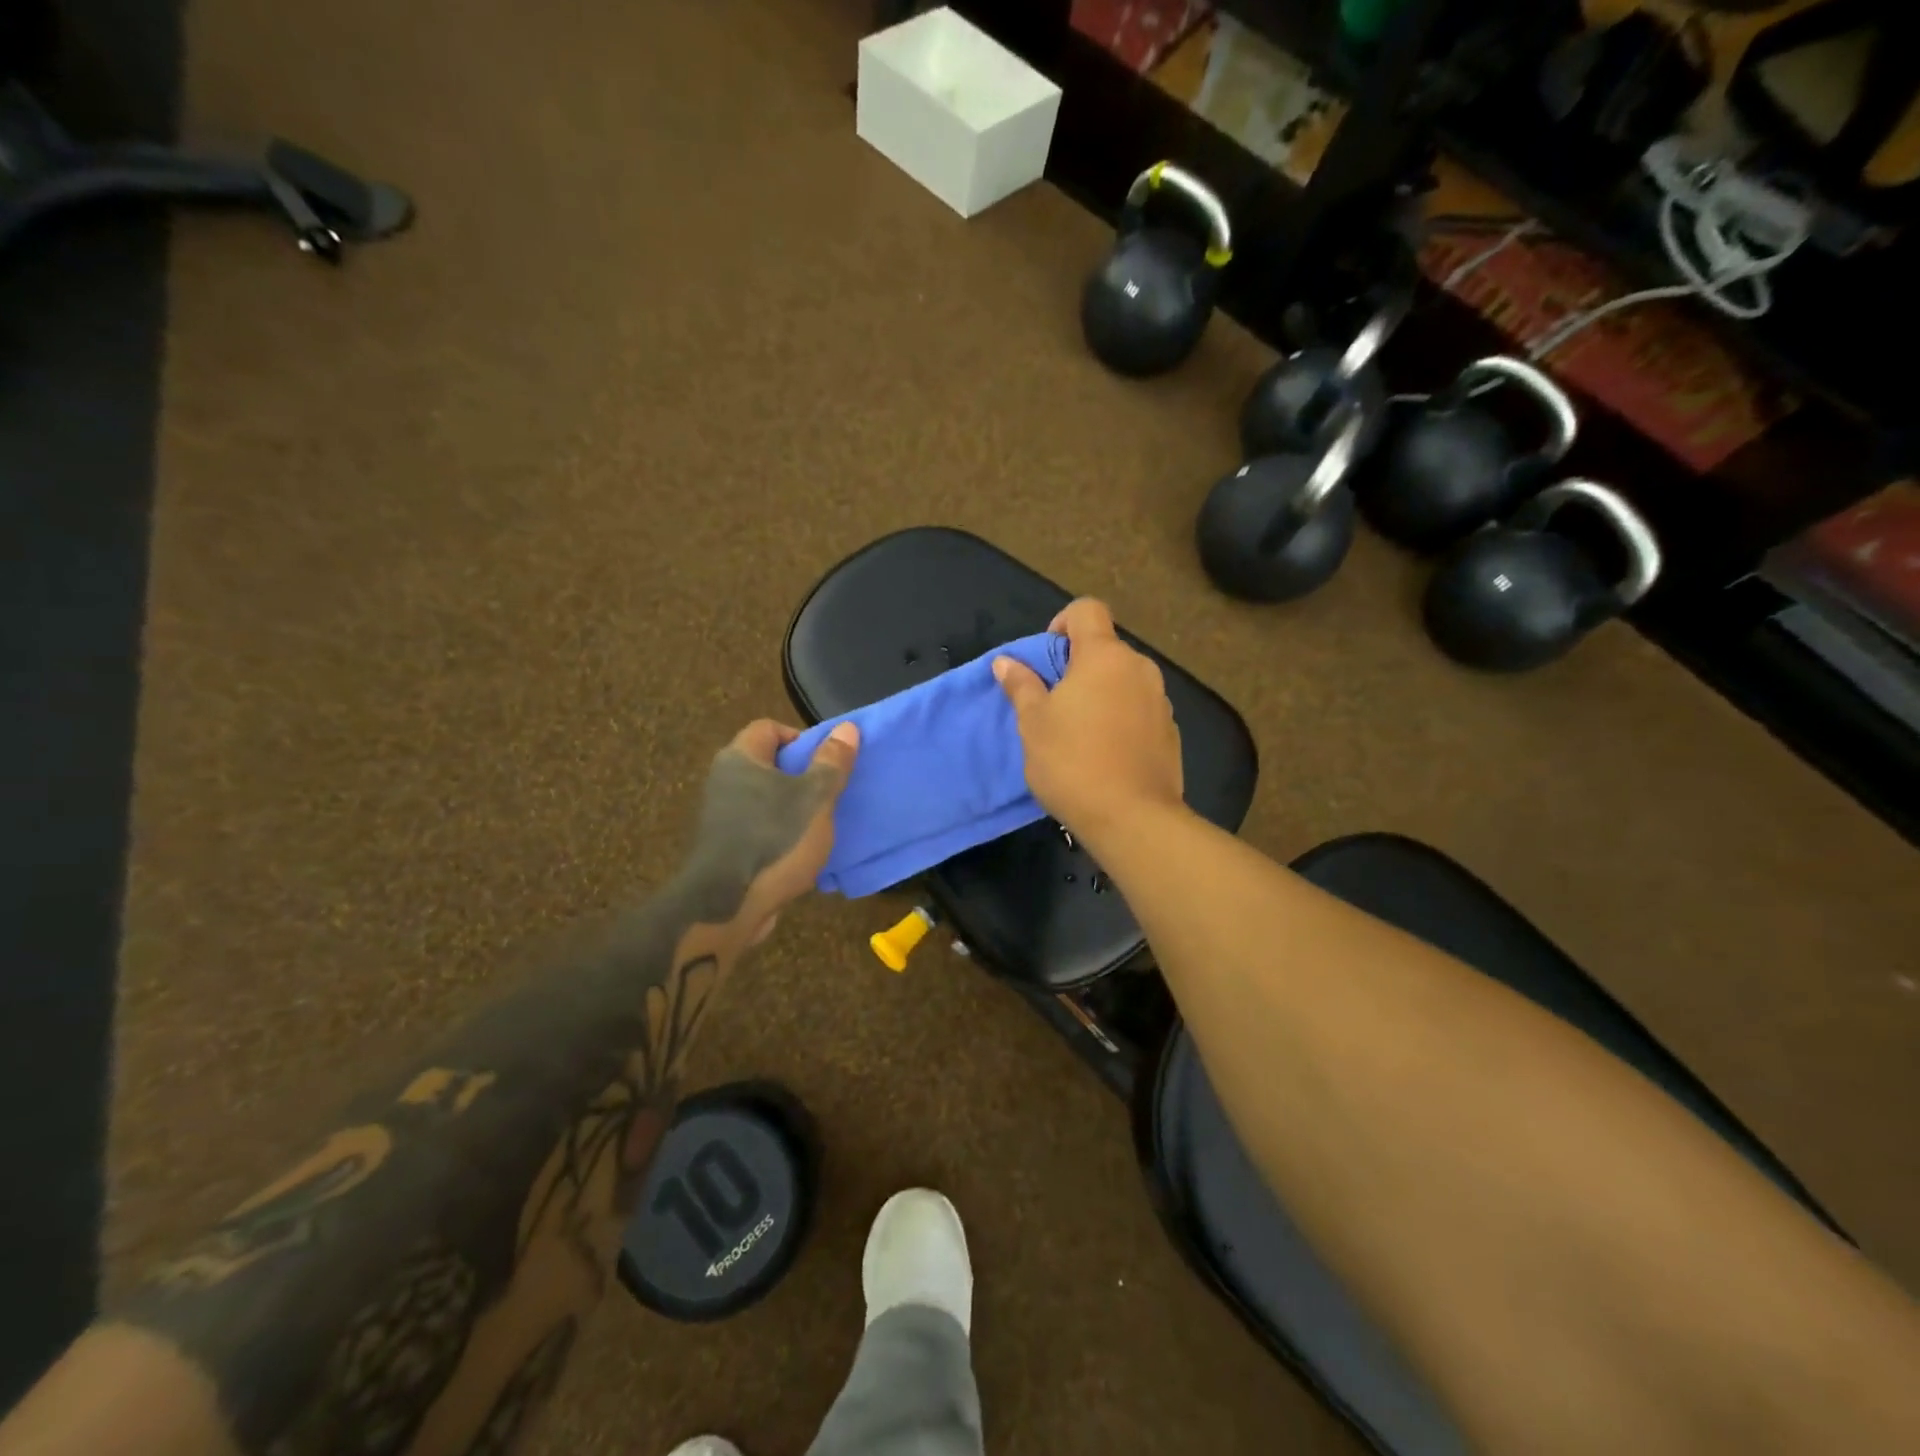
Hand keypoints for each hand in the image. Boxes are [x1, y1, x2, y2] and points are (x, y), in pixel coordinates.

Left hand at [684, 719, 859, 943]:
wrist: (728, 905)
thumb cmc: (775, 840)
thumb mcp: (815, 798)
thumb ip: (832, 762)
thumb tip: (847, 727)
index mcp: (741, 758)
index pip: (769, 728)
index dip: (800, 738)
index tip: (825, 762)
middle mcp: (724, 781)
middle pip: (768, 764)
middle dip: (802, 776)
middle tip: (829, 792)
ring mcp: (722, 816)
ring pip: (766, 799)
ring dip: (794, 808)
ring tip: (822, 823)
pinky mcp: (725, 847)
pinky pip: (759, 828)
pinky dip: (781, 833)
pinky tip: (803, 851)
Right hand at [993, 599, 1183, 845]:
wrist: (1132, 817)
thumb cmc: (1072, 762)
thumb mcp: (1033, 724)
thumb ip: (1021, 686)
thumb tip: (1006, 662)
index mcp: (1104, 656)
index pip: (1086, 610)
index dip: (1063, 622)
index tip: (1048, 657)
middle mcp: (1139, 668)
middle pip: (1106, 648)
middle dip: (1079, 666)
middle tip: (1055, 702)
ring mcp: (1161, 700)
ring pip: (1124, 681)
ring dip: (1102, 693)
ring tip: (1080, 732)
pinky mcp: (1171, 731)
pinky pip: (1140, 710)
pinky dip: (1122, 718)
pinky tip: (1107, 754)